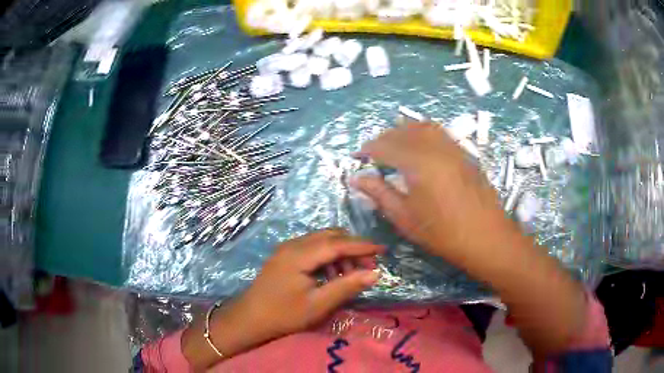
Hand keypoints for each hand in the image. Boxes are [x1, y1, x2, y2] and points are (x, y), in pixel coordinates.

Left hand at [183, 229, 382, 369]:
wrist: (250, 319)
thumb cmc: (283, 314)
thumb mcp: (318, 304)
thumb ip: (346, 286)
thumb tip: (374, 274)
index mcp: (299, 254)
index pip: (338, 243)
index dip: (362, 246)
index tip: (383, 250)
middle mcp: (293, 244)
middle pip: (331, 236)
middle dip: (352, 248)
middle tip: (368, 267)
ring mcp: (287, 249)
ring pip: (322, 241)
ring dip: (340, 254)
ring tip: (349, 276)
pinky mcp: (286, 256)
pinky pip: (313, 249)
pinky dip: (328, 258)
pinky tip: (331, 276)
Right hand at [352, 124, 587, 357]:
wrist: (487, 238)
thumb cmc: (443, 234)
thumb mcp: (405, 218)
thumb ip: (380, 194)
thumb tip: (357, 179)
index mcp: (417, 163)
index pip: (384, 146)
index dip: (367, 149)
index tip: (356, 157)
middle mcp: (435, 147)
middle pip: (402, 131)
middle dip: (383, 139)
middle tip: (372, 154)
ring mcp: (452, 147)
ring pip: (422, 127)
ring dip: (403, 132)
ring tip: (394, 146)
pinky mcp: (464, 153)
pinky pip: (438, 133)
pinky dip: (422, 133)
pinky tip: (419, 148)